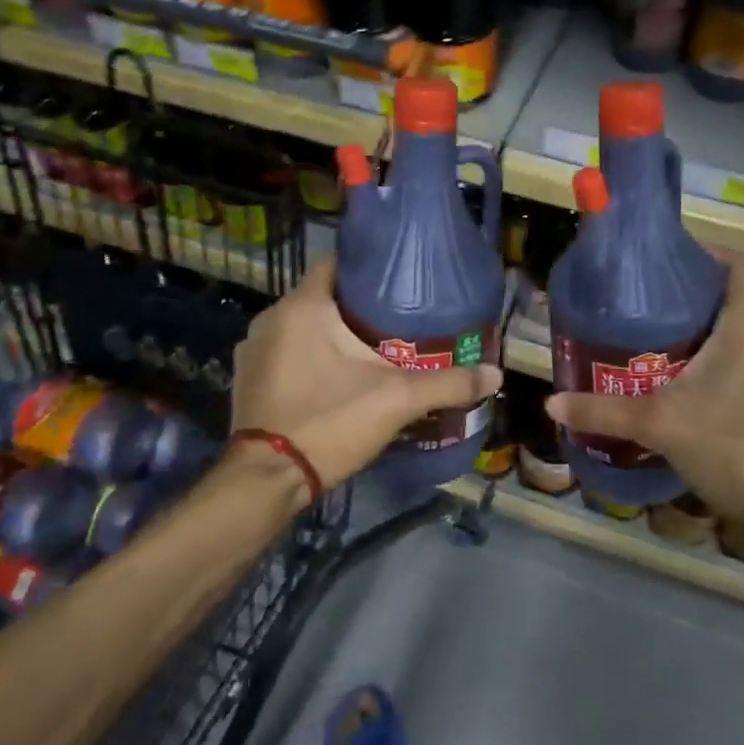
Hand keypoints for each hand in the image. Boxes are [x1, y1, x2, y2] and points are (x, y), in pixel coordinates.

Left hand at [231, 258, 502, 492]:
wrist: (267, 481)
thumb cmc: (329, 422)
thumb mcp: (397, 400)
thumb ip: (448, 383)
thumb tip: (495, 375)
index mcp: (302, 306)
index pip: (334, 263)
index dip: (367, 268)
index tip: (398, 283)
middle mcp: (269, 319)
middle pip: (321, 297)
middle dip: (355, 307)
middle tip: (395, 321)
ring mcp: (253, 350)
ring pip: (301, 327)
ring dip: (330, 334)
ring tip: (369, 350)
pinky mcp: (248, 379)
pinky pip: (285, 353)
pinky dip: (308, 357)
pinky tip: (334, 378)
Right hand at [546, 253, 743, 534]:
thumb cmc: (733, 447)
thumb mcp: (660, 425)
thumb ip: (604, 411)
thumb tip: (552, 401)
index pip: (737, 263)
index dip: (703, 251)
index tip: (662, 258)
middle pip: (726, 295)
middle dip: (683, 294)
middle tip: (635, 301)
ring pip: (731, 329)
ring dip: (693, 328)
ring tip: (643, 336)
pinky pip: (735, 357)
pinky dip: (705, 356)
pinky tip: (668, 378)